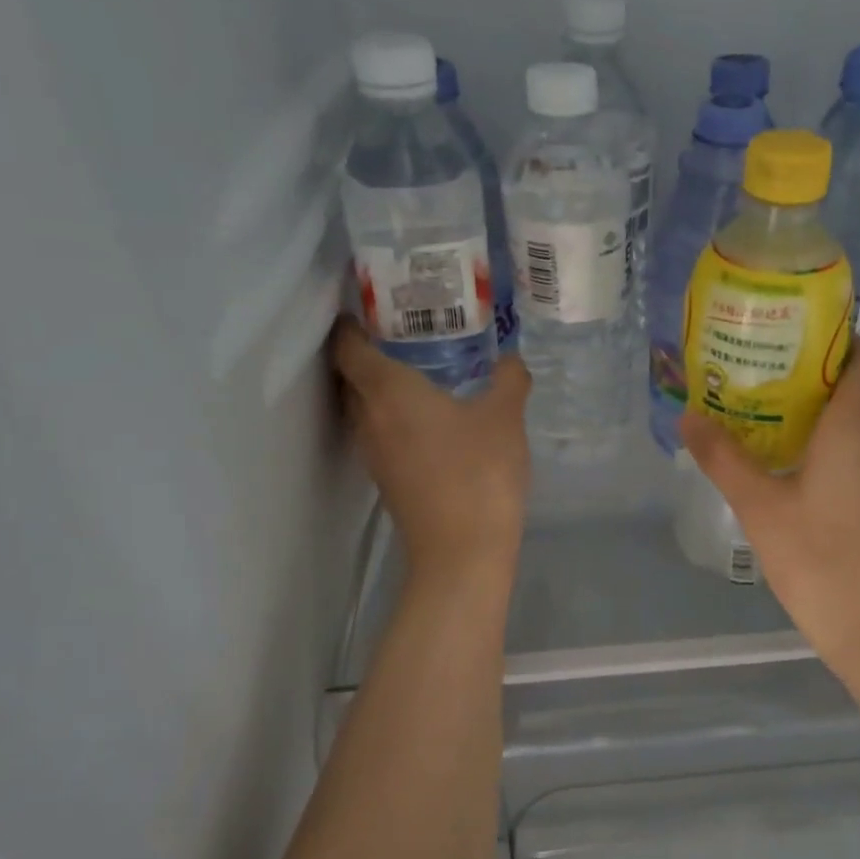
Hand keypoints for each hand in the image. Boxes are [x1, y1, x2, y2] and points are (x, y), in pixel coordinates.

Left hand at [330, 319, 530, 583]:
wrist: (462, 551)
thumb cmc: (478, 472)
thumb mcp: (504, 417)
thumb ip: (509, 380)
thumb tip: (511, 360)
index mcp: (387, 391)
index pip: (348, 346)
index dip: (351, 324)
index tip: (371, 307)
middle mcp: (369, 418)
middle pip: (351, 376)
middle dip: (369, 352)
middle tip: (403, 333)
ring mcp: (374, 453)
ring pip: (364, 408)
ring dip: (381, 388)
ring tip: (418, 370)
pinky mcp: (387, 480)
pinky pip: (380, 433)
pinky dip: (394, 417)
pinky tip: (431, 418)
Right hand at [681, 349, 859, 677]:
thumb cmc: (819, 557)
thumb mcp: (759, 504)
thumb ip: (723, 457)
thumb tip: (688, 416)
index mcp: (858, 424)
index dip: (834, 337)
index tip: (788, 336)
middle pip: (856, 384)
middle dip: (810, 372)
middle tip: (757, 370)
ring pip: (857, 420)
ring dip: (816, 410)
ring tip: (762, 409)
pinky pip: (857, 449)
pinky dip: (827, 441)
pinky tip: (786, 460)